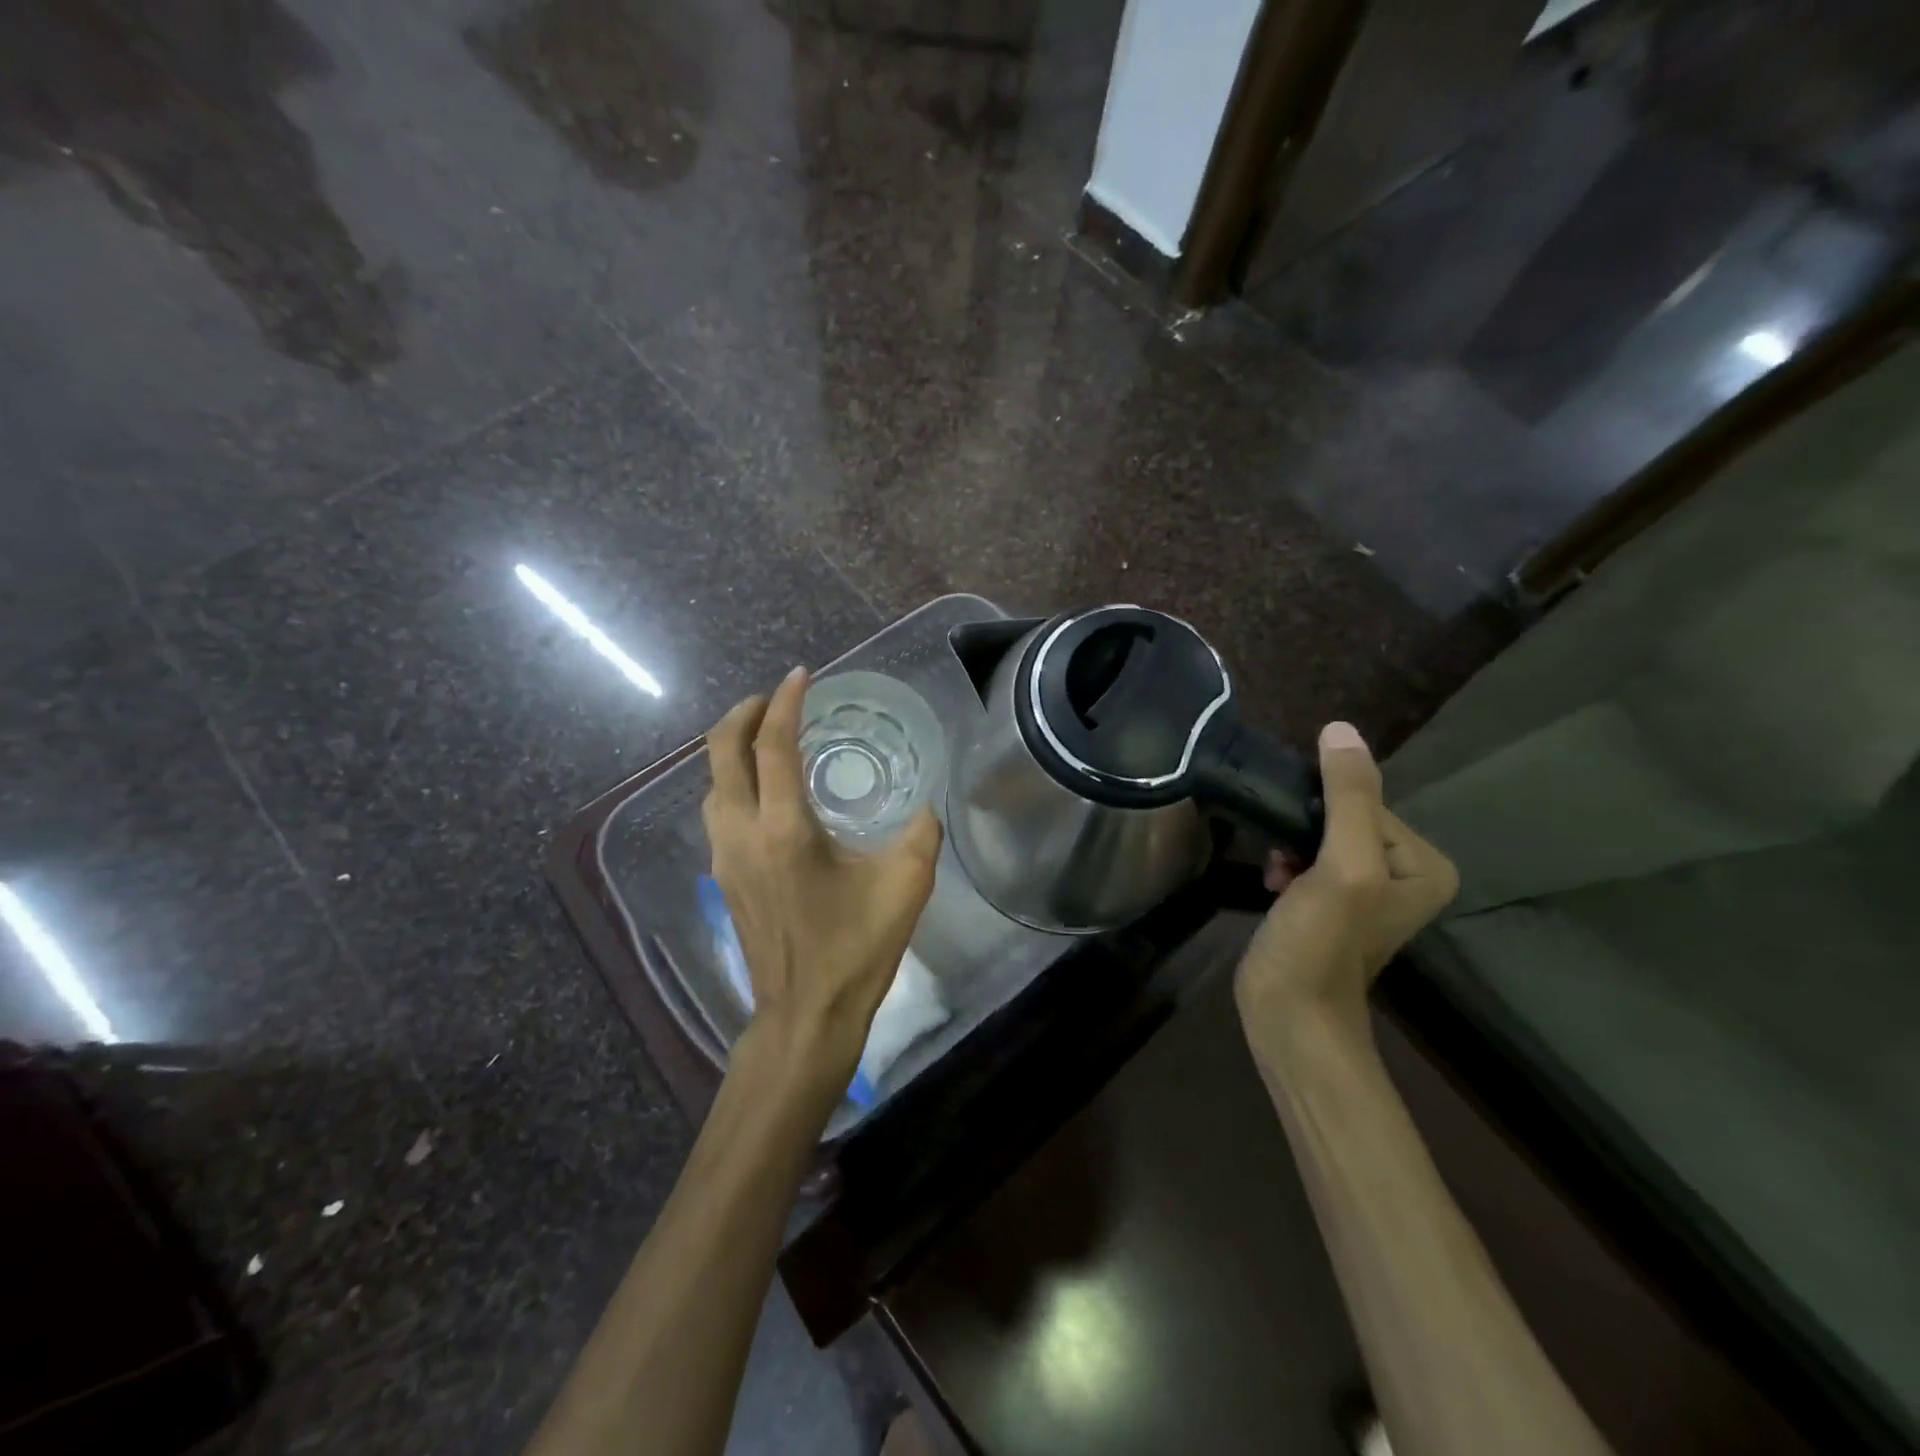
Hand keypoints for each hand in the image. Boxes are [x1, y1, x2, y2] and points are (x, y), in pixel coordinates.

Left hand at [702, 667, 942, 1093]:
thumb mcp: (906, 884)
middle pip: (721, 753)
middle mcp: (742, 834)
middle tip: (775, 699)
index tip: (801, 676)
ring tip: (767, 737)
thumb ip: (921, 832)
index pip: (771, 745)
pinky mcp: (723, 877)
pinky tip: (764, 791)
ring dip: (733, 750)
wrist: (806, 1014)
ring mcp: (725, 857)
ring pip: (712, 783)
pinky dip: (733, 782)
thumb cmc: (856, 948)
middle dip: (743, 714)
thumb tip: (925, 804)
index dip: (784, 703)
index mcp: (785, 829)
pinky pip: (718, 810)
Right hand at [1235, 721, 1457, 1065]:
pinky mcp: (1330, 902)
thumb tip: (1341, 729)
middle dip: (1304, 832)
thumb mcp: (1343, 866)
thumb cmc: (1322, 942)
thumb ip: (1348, 798)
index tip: (1301, 847)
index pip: (1366, 803)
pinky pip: (1307, 858)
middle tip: (1284, 861)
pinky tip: (1273, 884)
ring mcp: (1365, 889)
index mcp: (1426, 863)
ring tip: (1277, 874)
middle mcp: (1404, 871)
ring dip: (1289, 847)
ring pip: (1318, 835)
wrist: (1289, 1014)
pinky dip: (1285, 864)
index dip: (1324, 815)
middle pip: (1342, 817)